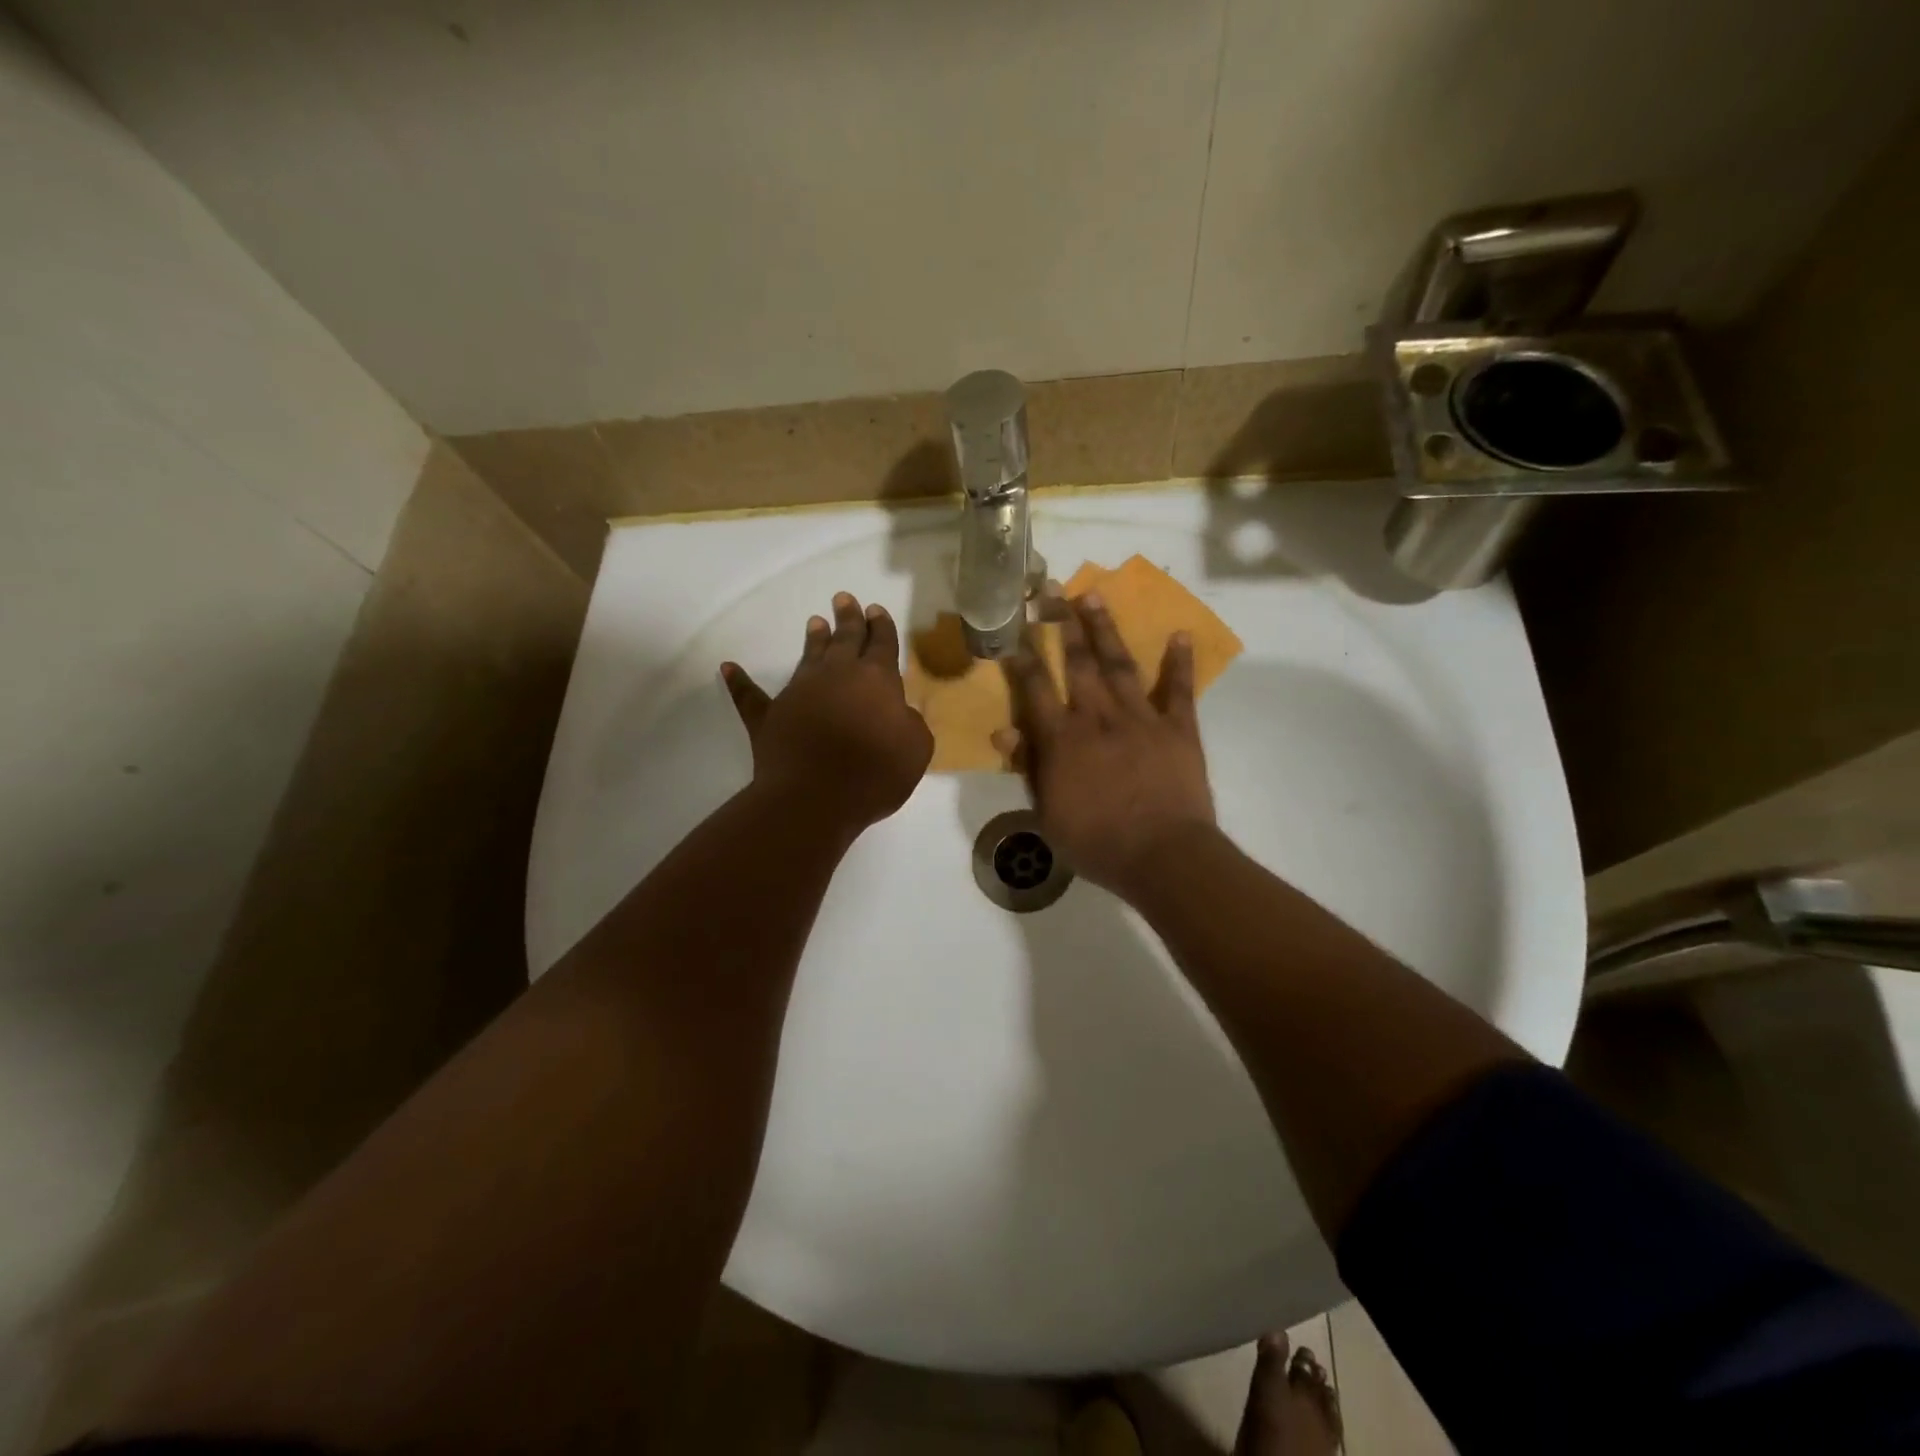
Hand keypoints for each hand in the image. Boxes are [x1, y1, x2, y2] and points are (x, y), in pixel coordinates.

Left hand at [722, 592, 933, 837]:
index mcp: (876, 679)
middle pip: (845, 639)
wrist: (816, 797)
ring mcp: (799, 692)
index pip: (882, 644)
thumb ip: (910, 722)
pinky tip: (728, 668)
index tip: (875, 610)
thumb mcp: (915, 747)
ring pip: (808, 657)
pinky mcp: (769, 716)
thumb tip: (898, 711)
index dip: (881, 626)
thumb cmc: (875, 773)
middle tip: (844, 598)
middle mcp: (837, 675)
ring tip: (815, 622)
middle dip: (848, 618)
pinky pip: (750, 695)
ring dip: (814, 639)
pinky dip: (739, 682)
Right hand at [993, 592, 1215, 897]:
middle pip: (1077, 663)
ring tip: (1094, 597)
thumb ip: (1029, 768)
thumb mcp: (1048, 814)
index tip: (1016, 628)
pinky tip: (1179, 634)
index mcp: (1062, 740)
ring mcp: (1141, 718)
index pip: (1036, 688)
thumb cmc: (1097, 843)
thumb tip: (1004, 731)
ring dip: (1105, 630)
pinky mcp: (1178, 728)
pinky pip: (1179, 690)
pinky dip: (1179, 662)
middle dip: (1062, 624)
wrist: (1163, 856)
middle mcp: (1098, 717)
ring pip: (1120, 665)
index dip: (1024, 657)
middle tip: (1052, 591)